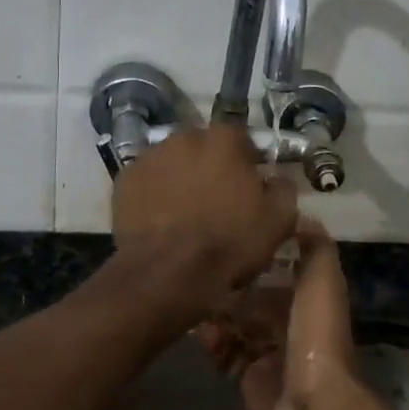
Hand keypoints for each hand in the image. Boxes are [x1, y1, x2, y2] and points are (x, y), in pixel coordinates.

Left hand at [105, 124, 298, 335]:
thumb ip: (283, 189)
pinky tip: (161, 220)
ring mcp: (150, 156)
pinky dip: (154, 194)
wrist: (168, 273)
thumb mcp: (278, 220)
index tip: (249, 187)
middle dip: (211, 167)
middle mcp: (184, 136)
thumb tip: (277, 179)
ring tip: (185, 213)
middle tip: (217, 201)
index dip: (247, 163)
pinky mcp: (125, 180)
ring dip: (181, 178)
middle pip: (203, 147)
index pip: (241, 139)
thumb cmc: (228, 242)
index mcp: (223, 139)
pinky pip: (147, 181)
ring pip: (173, 162)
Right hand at [198, 218, 359, 409]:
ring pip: (237, 325)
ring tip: (192, 296)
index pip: (280, 271)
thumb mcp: (322, 279)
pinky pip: (226, 355)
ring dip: (217, 313)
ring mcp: (269, 354)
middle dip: (231, 286)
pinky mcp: (249, 379)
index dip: (258, 256)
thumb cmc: (315, 333)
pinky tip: (197, 330)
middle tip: (201, 269)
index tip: (231, 237)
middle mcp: (289, 324)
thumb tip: (300, 214)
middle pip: (254, 299)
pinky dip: (212, 342)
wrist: (310, 404)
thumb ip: (314, 247)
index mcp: (309, 300)